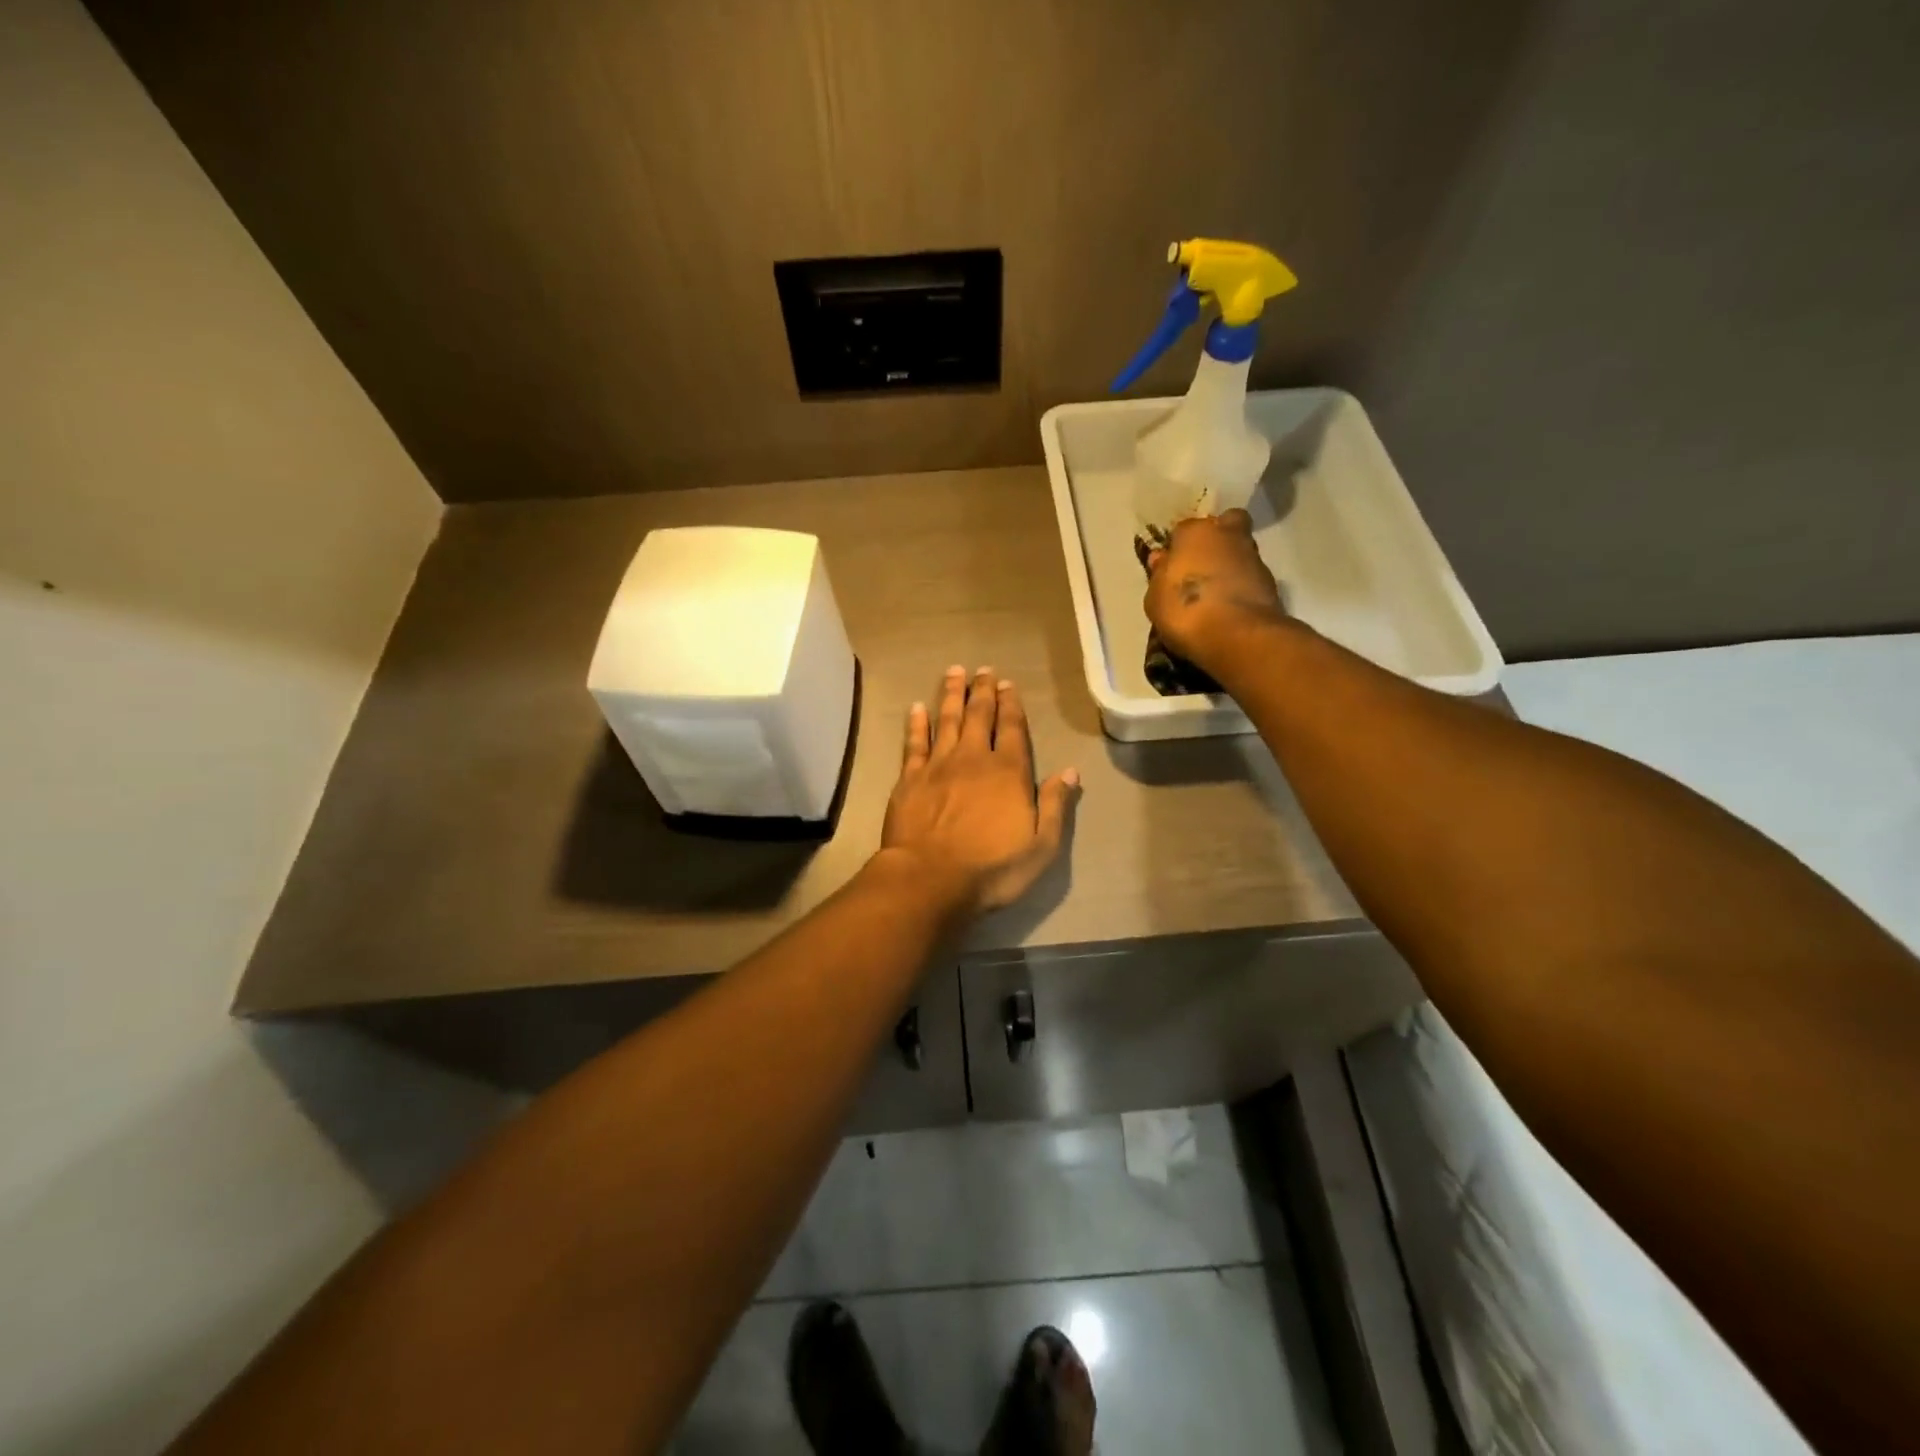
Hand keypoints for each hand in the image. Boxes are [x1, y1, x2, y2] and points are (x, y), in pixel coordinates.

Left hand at [881, 666, 1079, 914]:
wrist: (930, 879)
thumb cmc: (991, 869)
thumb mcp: (1041, 846)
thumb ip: (1056, 806)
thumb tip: (1070, 772)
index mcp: (1008, 772)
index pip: (1013, 729)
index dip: (1012, 705)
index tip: (1009, 684)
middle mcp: (974, 759)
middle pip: (980, 716)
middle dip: (983, 691)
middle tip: (984, 670)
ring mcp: (938, 766)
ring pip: (947, 720)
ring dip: (952, 695)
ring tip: (955, 672)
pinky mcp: (910, 779)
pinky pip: (914, 743)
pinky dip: (917, 723)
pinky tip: (917, 707)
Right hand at [1143, 509, 1288, 673]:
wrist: (1237, 636)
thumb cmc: (1184, 611)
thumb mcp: (1155, 598)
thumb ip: (1159, 575)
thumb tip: (1162, 559)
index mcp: (1194, 532)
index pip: (1183, 530)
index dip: (1178, 548)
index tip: (1172, 568)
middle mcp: (1227, 535)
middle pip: (1224, 527)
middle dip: (1215, 541)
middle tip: (1201, 568)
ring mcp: (1253, 557)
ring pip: (1240, 552)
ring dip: (1230, 566)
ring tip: (1215, 595)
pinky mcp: (1271, 582)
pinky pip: (1250, 578)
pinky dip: (1242, 587)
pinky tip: (1229, 608)